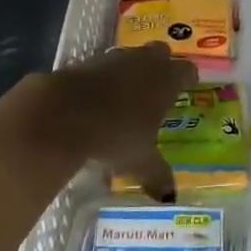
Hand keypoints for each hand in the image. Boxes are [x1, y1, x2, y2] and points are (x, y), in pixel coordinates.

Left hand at [38, 43, 197, 202]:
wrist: (62, 114)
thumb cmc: (115, 134)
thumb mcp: (139, 161)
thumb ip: (157, 175)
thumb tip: (170, 197)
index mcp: (166, 80)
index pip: (187, 70)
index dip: (187, 78)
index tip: (187, 87)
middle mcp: (144, 62)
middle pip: (161, 53)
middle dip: (161, 65)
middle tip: (159, 88)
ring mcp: (114, 58)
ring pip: (131, 56)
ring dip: (132, 69)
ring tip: (128, 94)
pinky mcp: (86, 61)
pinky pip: (104, 65)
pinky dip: (105, 77)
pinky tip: (99, 98)